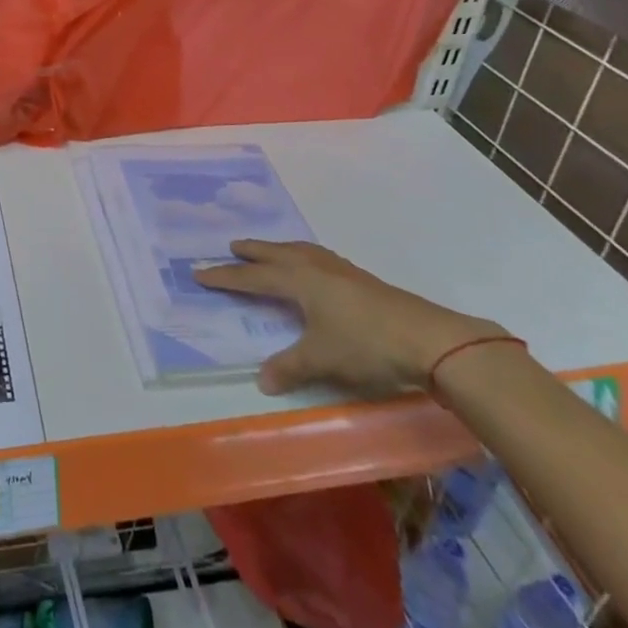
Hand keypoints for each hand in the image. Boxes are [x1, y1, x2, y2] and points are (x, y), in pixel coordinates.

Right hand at [193, 240, 505, 396]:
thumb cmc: (365, 344)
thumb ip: (289, 366)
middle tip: (231, 246)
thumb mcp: (322, 359)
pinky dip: (303, 257)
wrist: (427, 339)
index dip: (226, 276)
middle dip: (252, 252)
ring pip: (300, 251)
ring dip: (279, 250)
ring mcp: (340, 270)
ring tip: (269, 251)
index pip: (253, 276)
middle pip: (276, 254)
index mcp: (299, 279)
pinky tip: (313, 270)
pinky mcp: (360, 280)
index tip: (200, 272)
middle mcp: (315, 267)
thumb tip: (262, 380)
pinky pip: (318, 258)